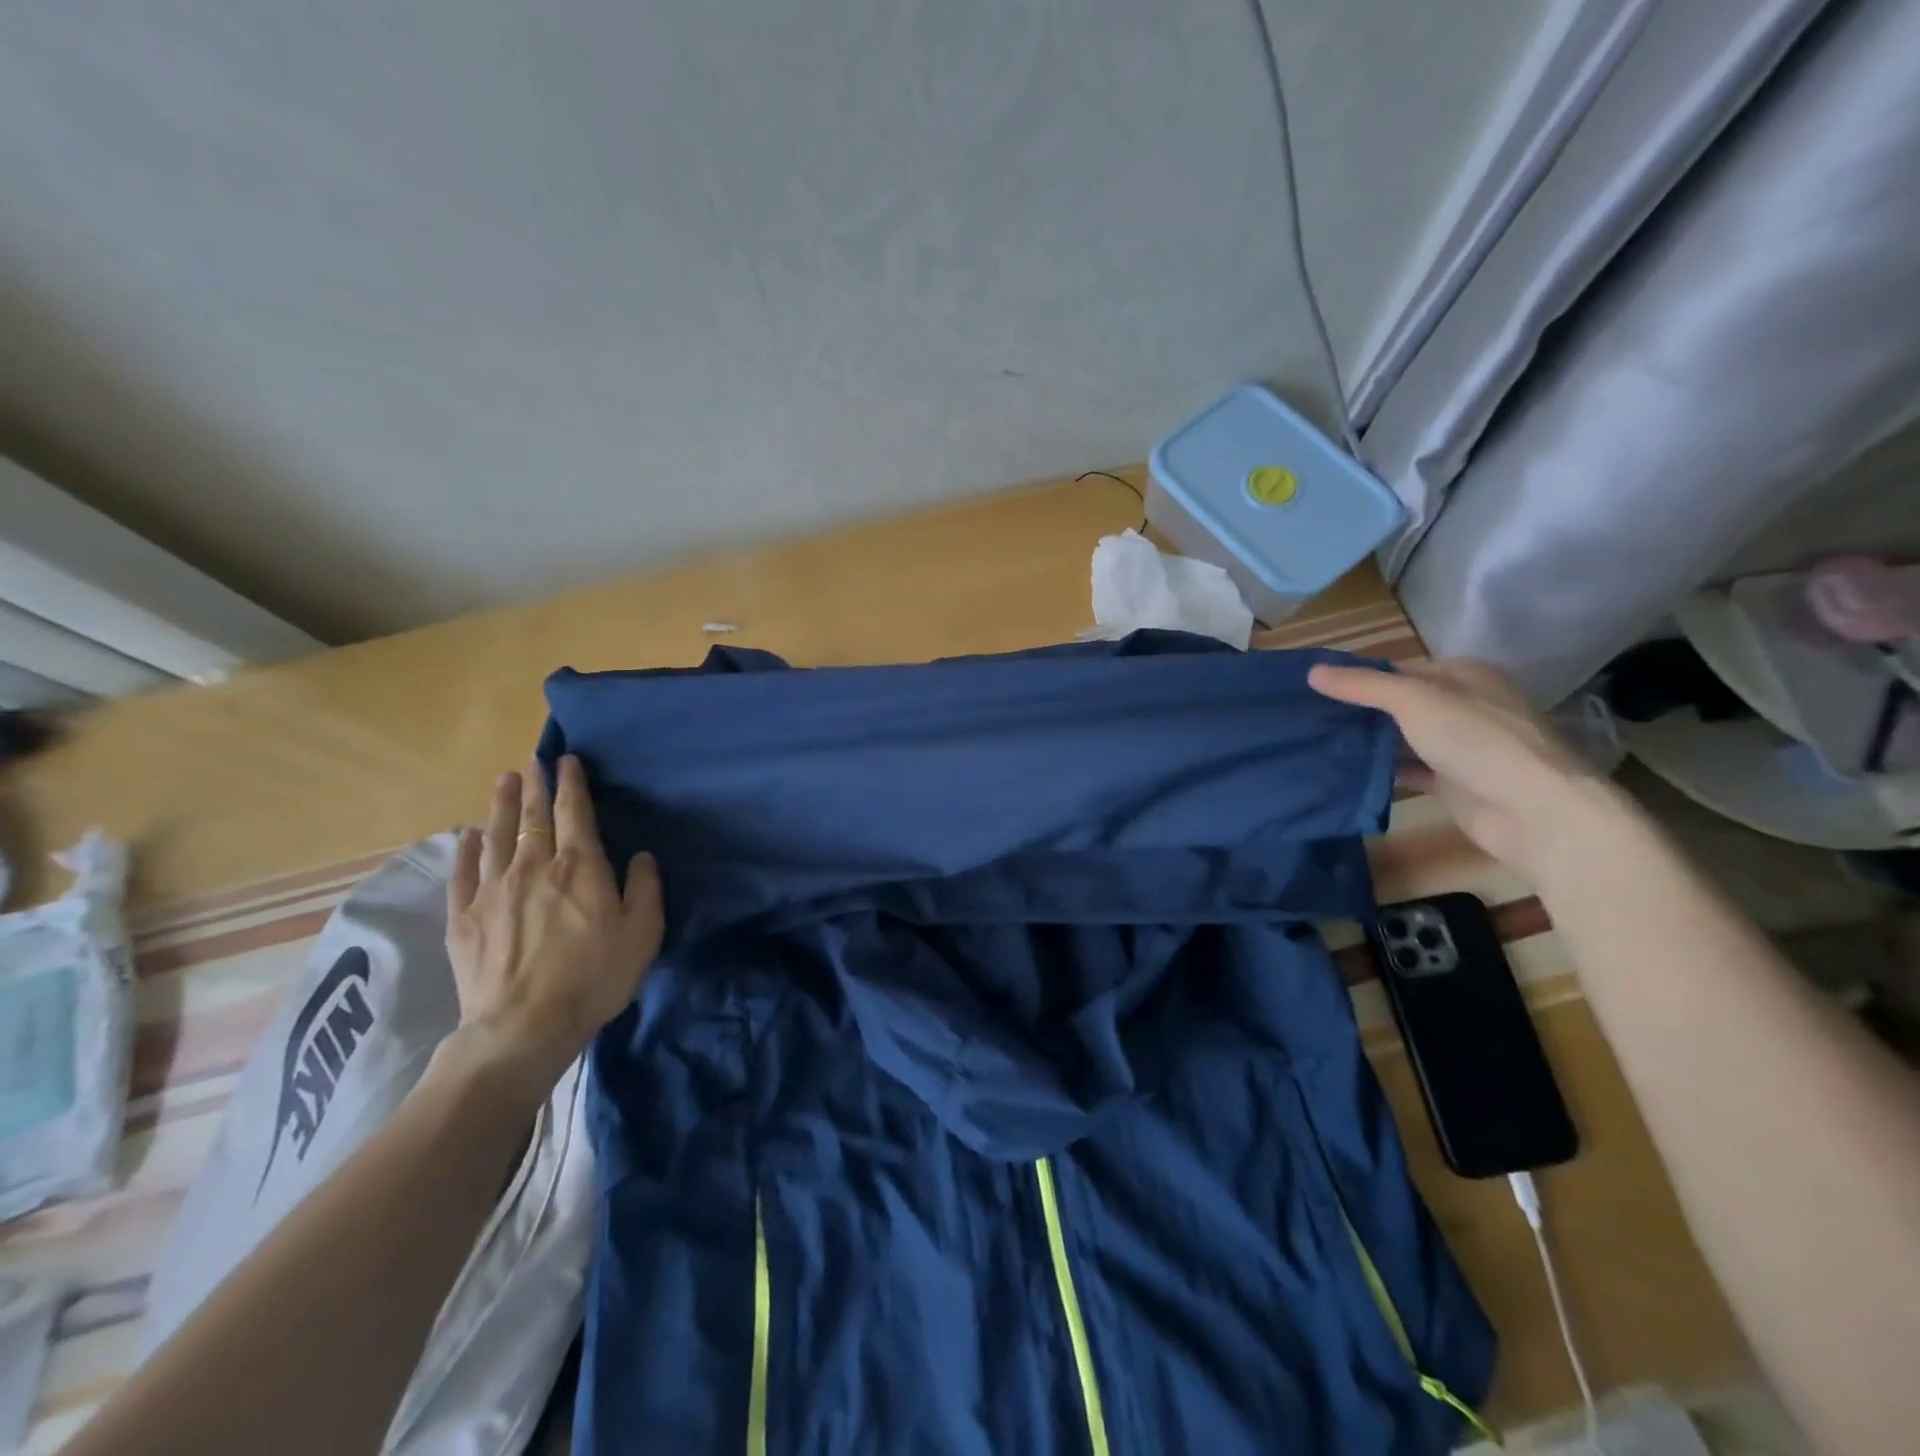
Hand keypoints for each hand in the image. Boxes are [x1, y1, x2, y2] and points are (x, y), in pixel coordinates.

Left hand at [445, 755, 663, 1085]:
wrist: (523, 1027)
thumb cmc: (594, 977)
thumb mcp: (642, 933)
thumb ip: (645, 888)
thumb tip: (641, 857)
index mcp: (579, 866)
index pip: (574, 812)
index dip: (572, 783)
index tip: (567, 760)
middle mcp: (533, 866)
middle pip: (533, 816)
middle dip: (536, 785)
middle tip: (533, 761)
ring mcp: (492, 891)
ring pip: (496, 835)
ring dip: (501, 805)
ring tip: (504, 781)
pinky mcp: (464, 919)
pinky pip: (463, 874)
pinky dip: (466, 850)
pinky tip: (467, 836)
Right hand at [1308, 657, 1626, 881]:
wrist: (1534, 812)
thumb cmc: (1477, 741)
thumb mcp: (1414, 701)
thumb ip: (1363, 686)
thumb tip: (1312, 671)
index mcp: (1464, 676)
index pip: (1400, 670)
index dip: (1359, 678)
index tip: (1314, 690)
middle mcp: (1465, 706)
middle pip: (1401, 704)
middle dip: (1359, 711)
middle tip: (1308, 717)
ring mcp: (1461, 747)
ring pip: (1403, 738)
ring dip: (1368, 742)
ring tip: (1317, 743)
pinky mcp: (1454, 783)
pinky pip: (1408, 770)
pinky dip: (1381, 771)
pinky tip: (1345, 773)